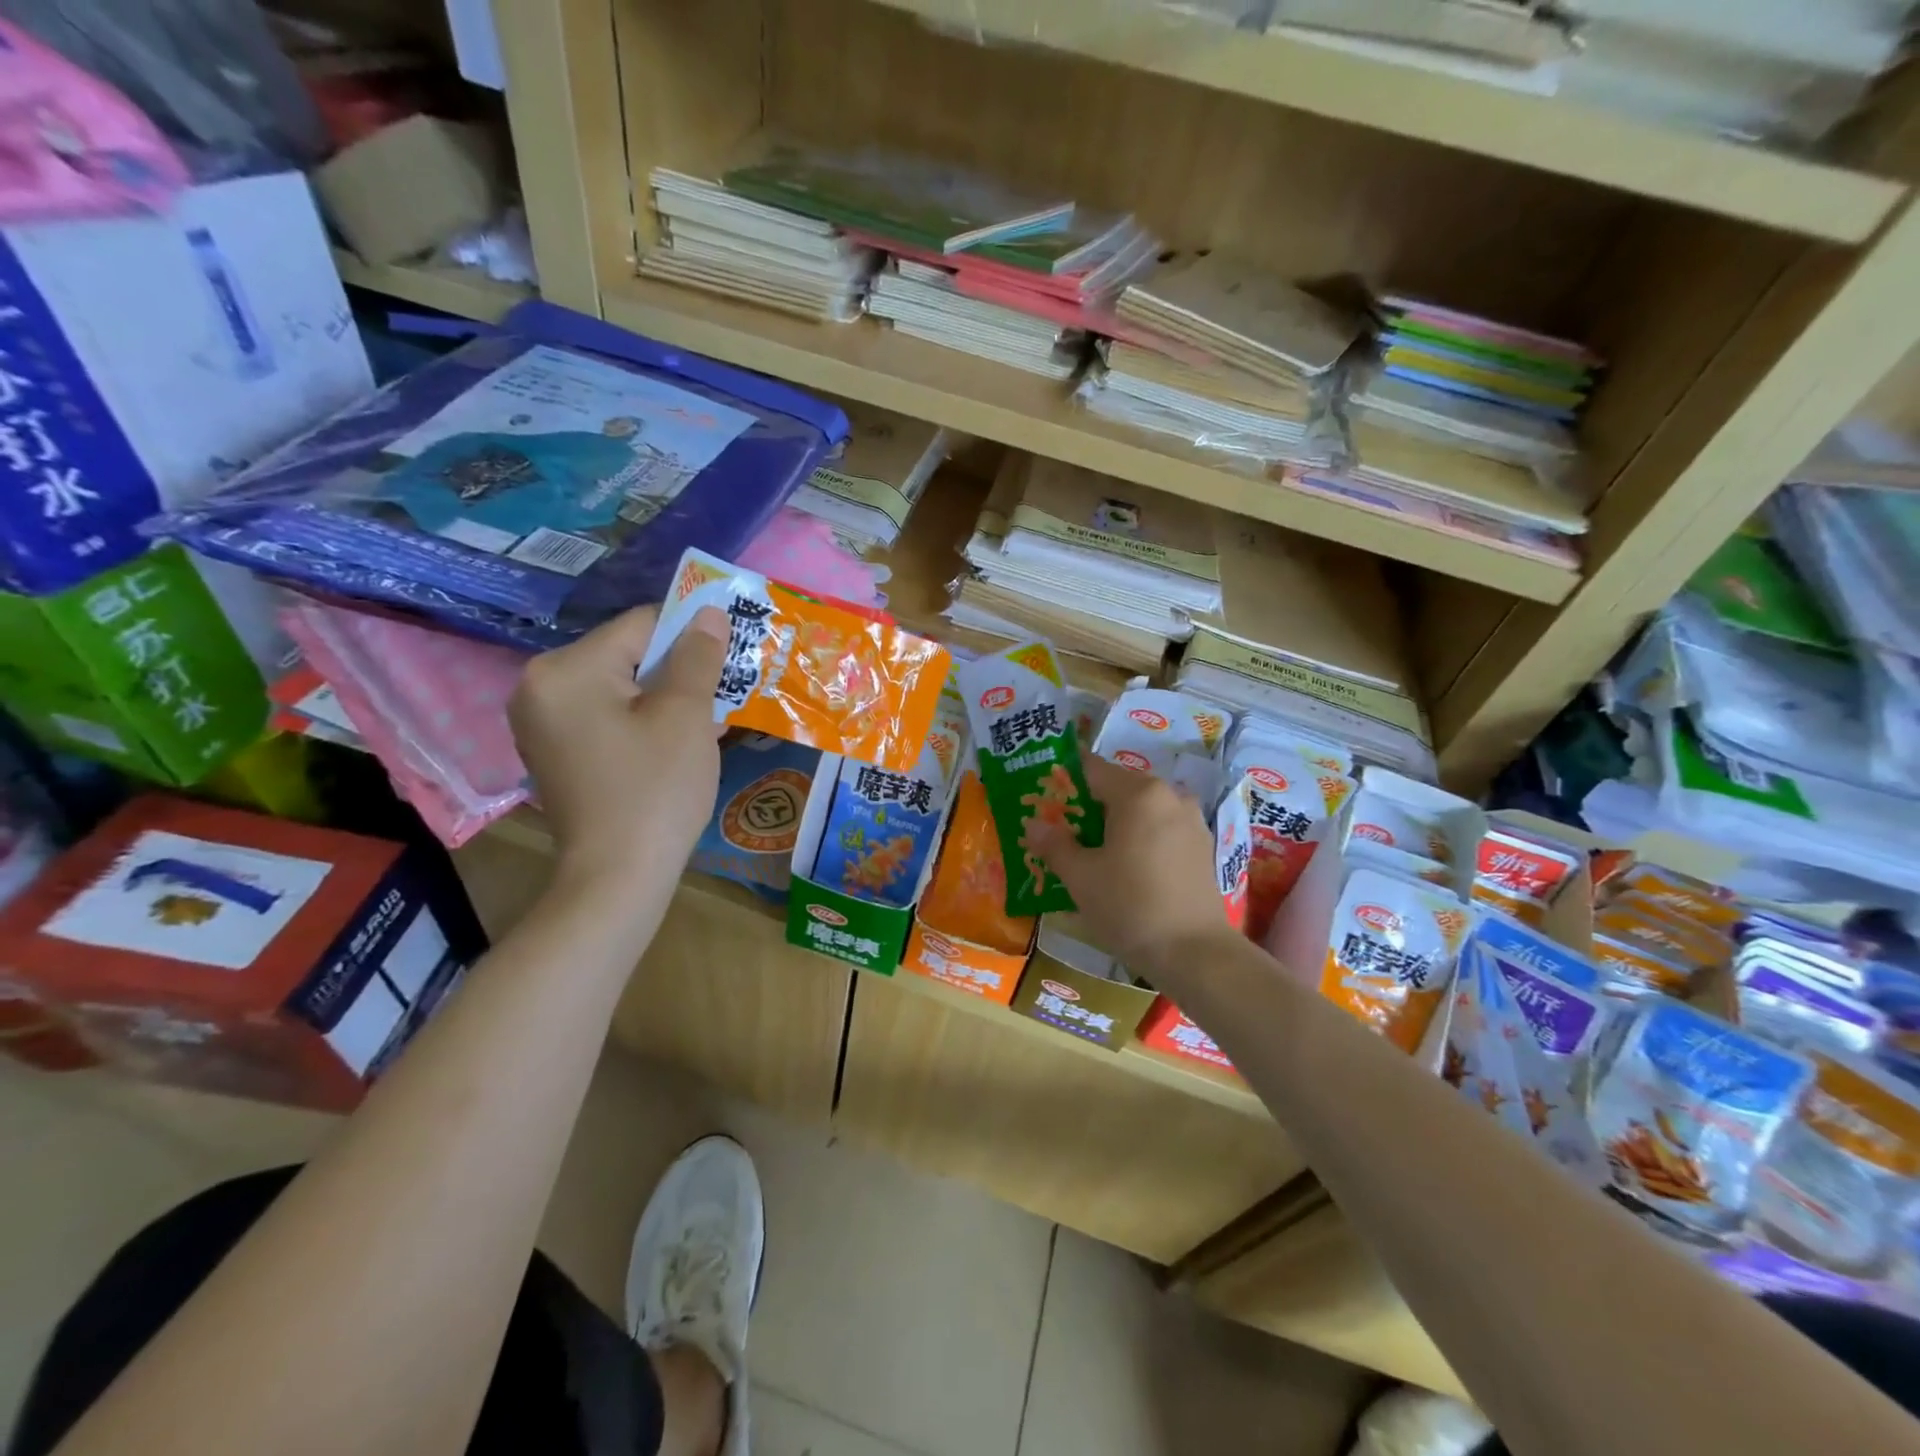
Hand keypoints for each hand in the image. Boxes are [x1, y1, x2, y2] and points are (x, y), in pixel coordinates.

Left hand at [509, 604, 727, 901]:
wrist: (617, 877)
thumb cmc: (655, 790)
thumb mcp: (685, 716)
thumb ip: (697, 656)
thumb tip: (708, 612)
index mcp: (565, 669)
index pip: (641, 626)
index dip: (691, 636)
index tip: (729, 659)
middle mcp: (539, 686)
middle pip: (626, 656)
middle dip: (677, 671)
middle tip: (720, 696)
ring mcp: (540, 722)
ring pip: (619, 688)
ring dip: (663, 697)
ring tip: (704, 721)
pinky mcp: (553, 751)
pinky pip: (605, 716)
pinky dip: (640, 720)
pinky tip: (674, 743)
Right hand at [1022, 754, 1235, 976]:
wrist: (1195, 954)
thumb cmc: (1130, 906)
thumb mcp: (1081, 877)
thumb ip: (1054, 844)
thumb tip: (1033, 824)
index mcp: (1139, 793)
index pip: (1091, 769)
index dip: (1063, 779)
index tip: (1042, 796)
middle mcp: (1170, 796)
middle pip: (1117, 789)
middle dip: (1087, 807)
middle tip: (1059, 831)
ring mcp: (1191, 822)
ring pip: (1141, 812)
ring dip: (1114, 826)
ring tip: (1089, 854)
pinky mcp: (1202, 848)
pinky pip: (1160, 831)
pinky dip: (1138, 841)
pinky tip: (1123, 870)